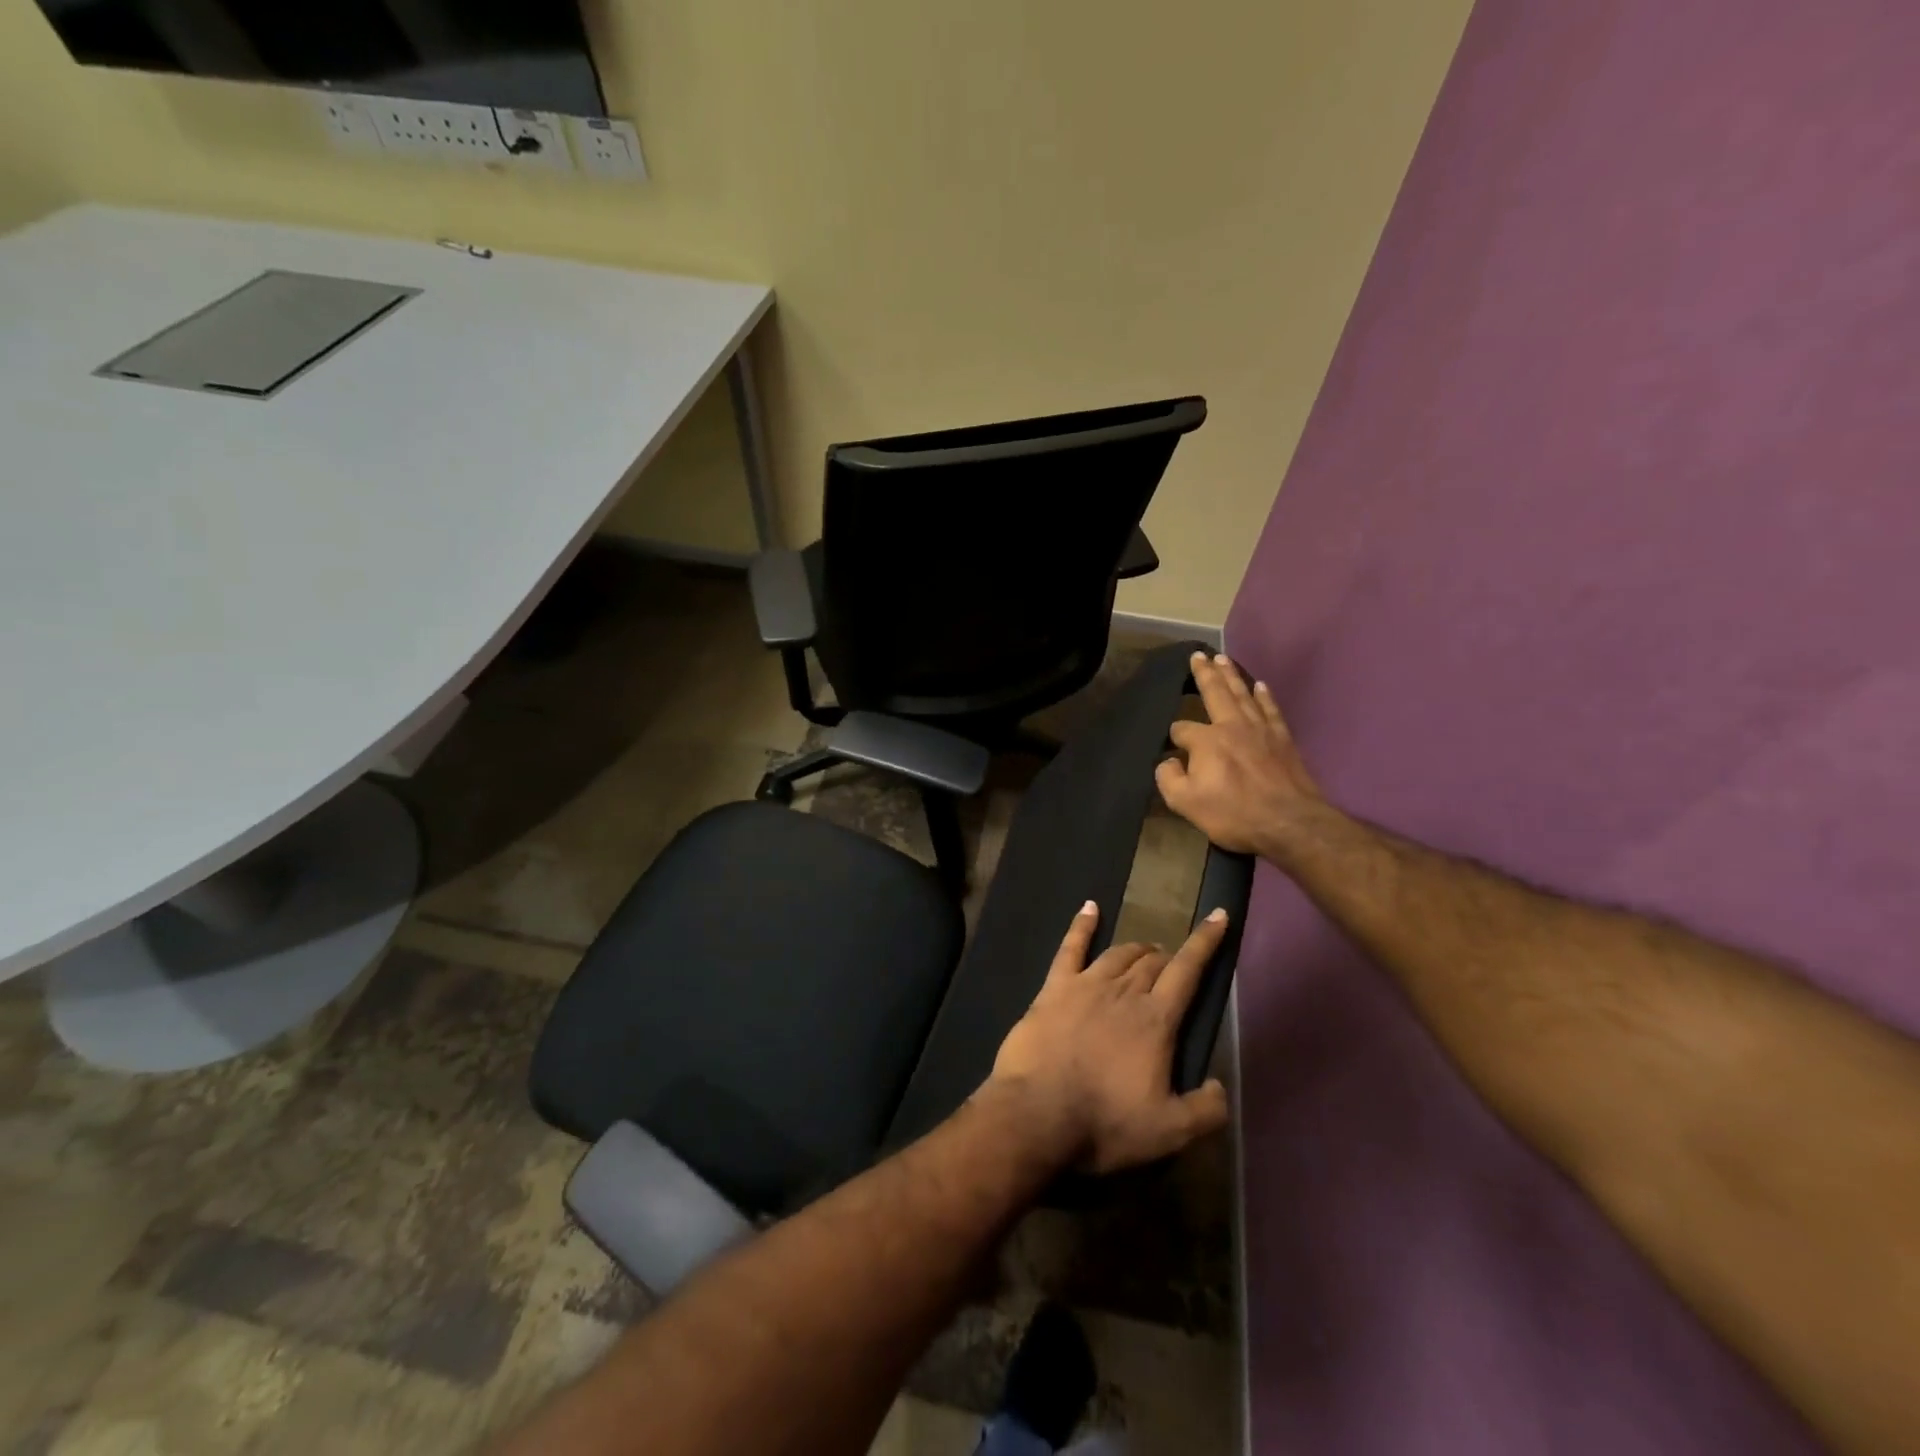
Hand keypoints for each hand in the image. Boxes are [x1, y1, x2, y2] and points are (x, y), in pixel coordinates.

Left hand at [988, 902, 1230, 1174]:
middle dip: (1168, 958)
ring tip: (1146, 950)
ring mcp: (1085, 985)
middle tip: (1172, 966)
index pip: (1187, 970)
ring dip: (1136, 949)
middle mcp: (1124, 992)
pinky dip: (1082, 925)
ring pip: (1118, 954)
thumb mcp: (1169, 1132)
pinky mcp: (1053, 988)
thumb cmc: (1103, 1122)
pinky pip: (1070, 947)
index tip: (1218, 916)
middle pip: (1152, 963)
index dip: (1206, 942)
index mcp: (1155, 1020)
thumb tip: (1221, 1087)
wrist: (1036, 1113)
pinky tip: (1089, 907)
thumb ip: (1205, 1110)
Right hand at [1156, 651, 1326, 861]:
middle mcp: (1232, 726)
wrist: (1290, 823)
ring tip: (1223, 659)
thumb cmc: (1234, 814)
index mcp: (1206, 741)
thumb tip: (1168, 762)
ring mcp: (1261, 730)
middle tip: (1199, 655)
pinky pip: (1270, 709)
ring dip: (1231, 675)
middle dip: (1205, 674)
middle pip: (1216, 693)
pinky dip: (1264, 696)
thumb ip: (1169, 779)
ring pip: (1243, 694)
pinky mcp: (1283, 739)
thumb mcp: (1186, 803)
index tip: (1173, 751)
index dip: (1174, 738)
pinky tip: (1260, 685)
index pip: (1182, 729)